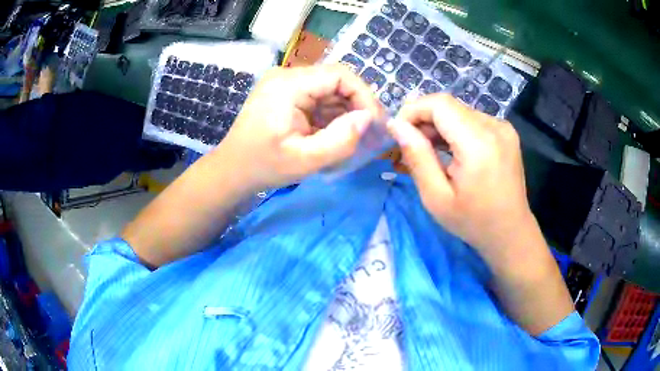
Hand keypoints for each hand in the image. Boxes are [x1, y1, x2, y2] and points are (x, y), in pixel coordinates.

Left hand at [214, 65, 381, 191]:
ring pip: (328, 89)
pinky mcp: (285, 92)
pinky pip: (317, 97)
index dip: (364, 95)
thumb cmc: (263, 166)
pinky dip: (330, 114)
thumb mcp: (305, 161)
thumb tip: (368, 118)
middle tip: (370, 133)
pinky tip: (335, 133)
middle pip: (335, 80)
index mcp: (288, 85)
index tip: (375, 123)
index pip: (339, 75)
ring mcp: (284, 82)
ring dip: (344, 111)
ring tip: (355, 136)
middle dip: (356, 105)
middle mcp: (287, 75)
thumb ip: (341, 140)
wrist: (232, 169)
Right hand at [387, 94, 535, 263]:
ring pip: (460, 111)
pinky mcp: (506, 131)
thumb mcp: (436, 198)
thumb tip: (396, 125)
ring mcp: (503, 127)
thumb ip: (417, 157)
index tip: (399, 132)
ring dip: (440, 125)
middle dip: (425, 119)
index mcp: (478, 144)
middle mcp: (494, 127)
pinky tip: (453, 150)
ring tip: (433, 152)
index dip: (413, 110)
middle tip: (413, 146)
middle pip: (449, 105)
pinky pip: (473, 119)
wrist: (511, 232)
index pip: (439, 104)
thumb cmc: (473, 222)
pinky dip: (456, 129)